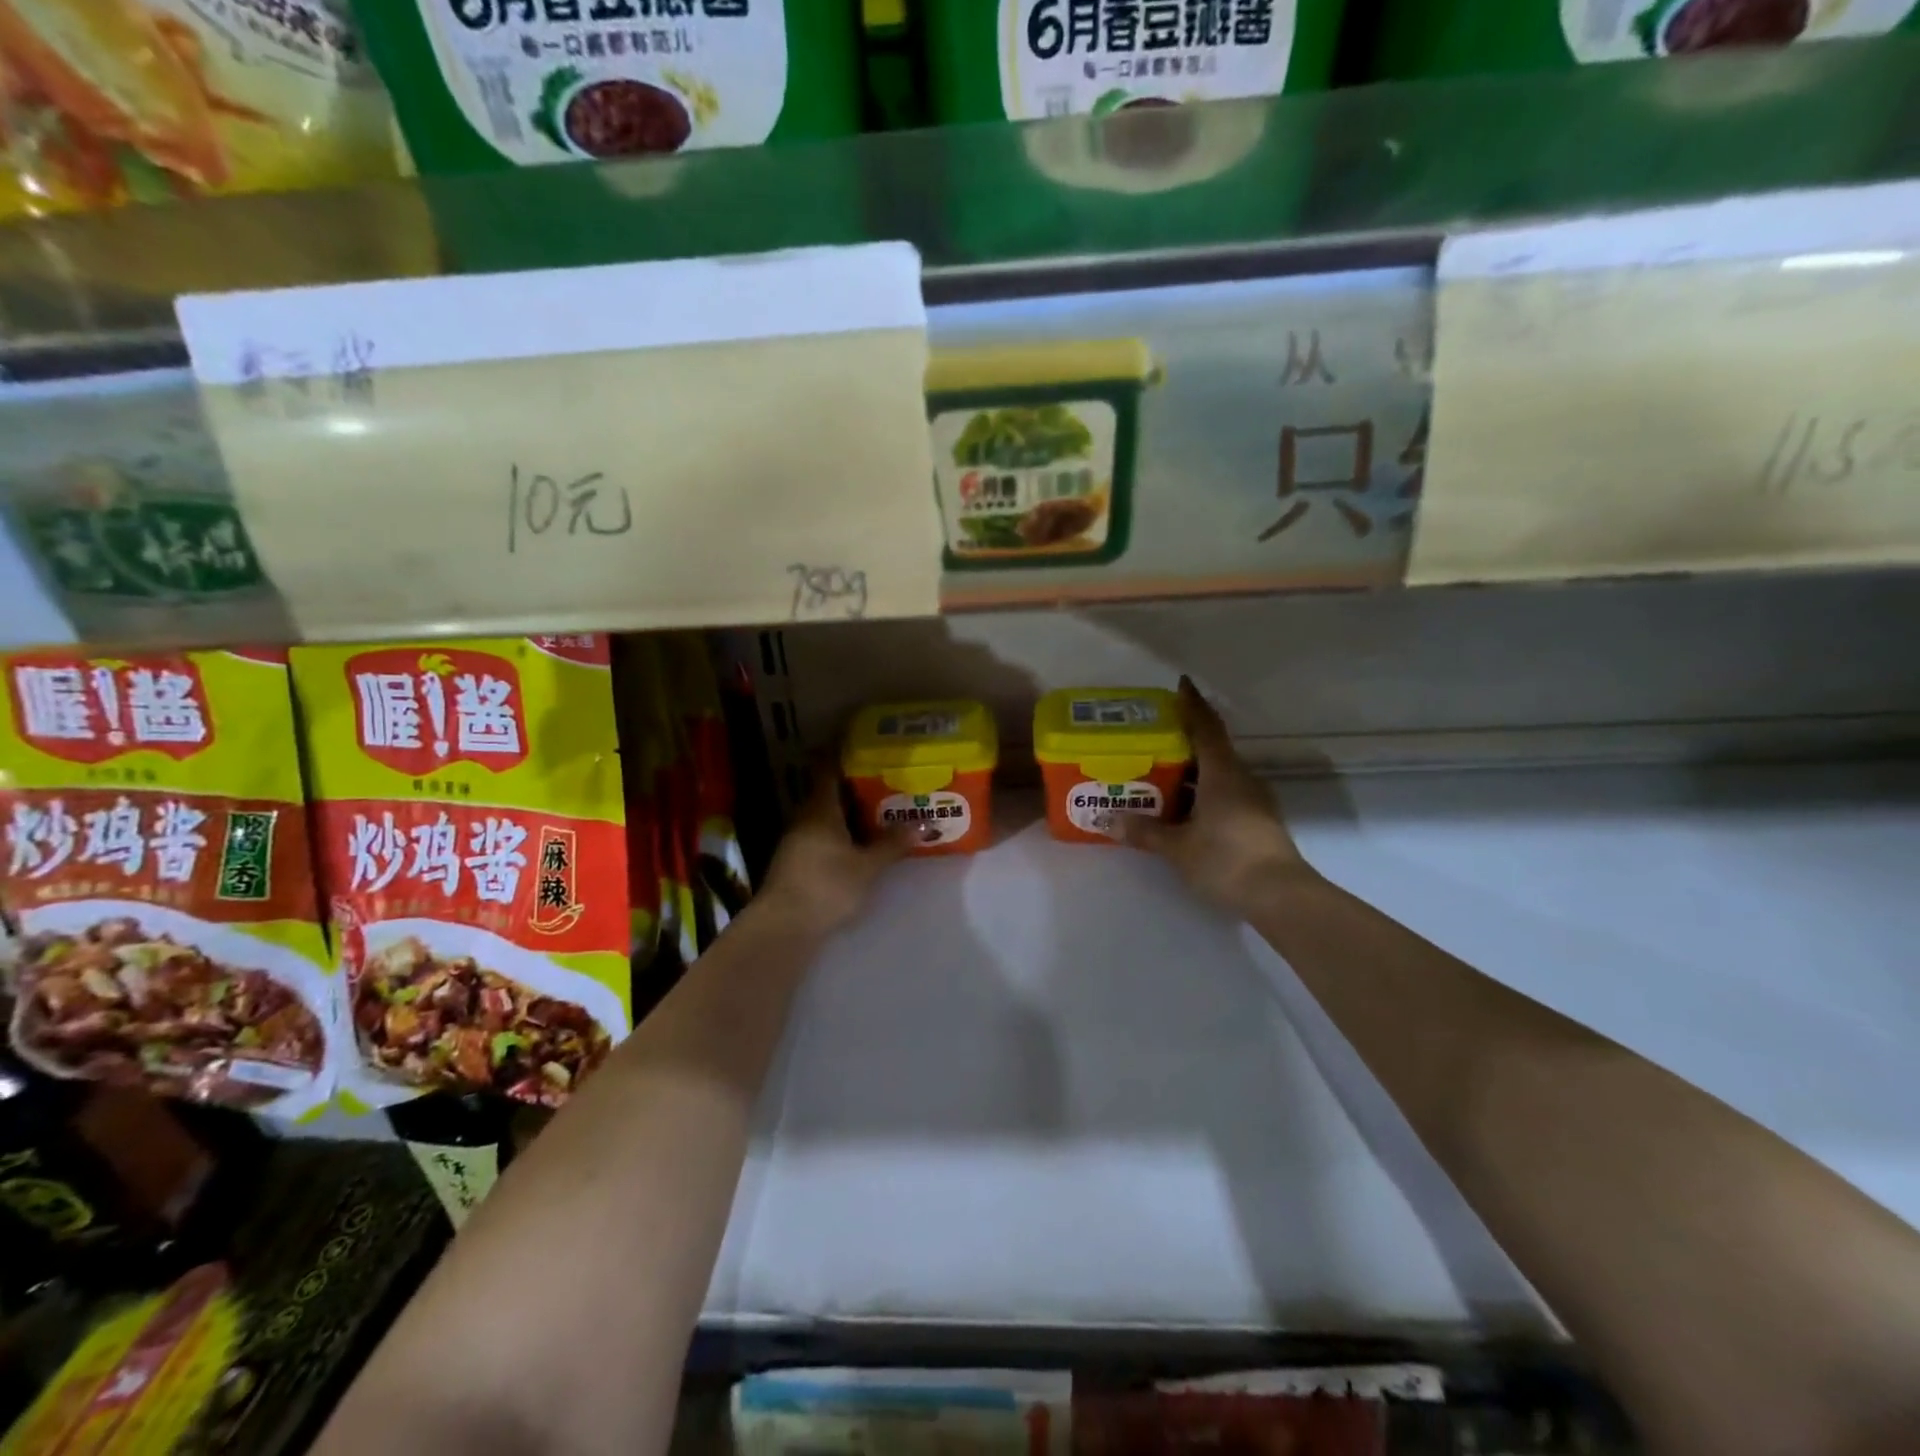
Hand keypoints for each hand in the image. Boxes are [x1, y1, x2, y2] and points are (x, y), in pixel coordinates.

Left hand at [759, 764, 908, 938]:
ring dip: (850, 810)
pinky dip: (843, 831)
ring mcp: (798, 840)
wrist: (785, 927)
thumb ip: (893, 843)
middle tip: (886, 776)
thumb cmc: (827, 885)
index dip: (841, 751)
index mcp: (820, 808)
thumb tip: (924, 823)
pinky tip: (862, 840)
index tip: (861, 740)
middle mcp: (805, 817)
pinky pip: (824, 834)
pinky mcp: (797, 862)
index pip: (828, 768)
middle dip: (855, 783)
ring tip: (882, 806)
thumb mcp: (867, 866)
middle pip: (829, 791)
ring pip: (827, 815)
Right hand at [1119, 677, 1316, 913]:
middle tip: (1151, 738)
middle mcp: (1241, 779)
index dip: (1193, 705)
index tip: (1181, 685)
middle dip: (1183, 741)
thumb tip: (1110, 820)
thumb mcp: (1178, 847)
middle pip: (1211, 750)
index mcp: (1223, 774)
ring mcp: (1253, 801)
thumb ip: (1145, 832)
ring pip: (1218, 775)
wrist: (1280, 897)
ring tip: (1158, 774)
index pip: (1206, 728)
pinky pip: (1224, 796)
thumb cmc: (1226, 859)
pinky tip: (1181, 809)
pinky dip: (1201, 794)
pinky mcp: (1257, 822)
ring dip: (1191, 772)